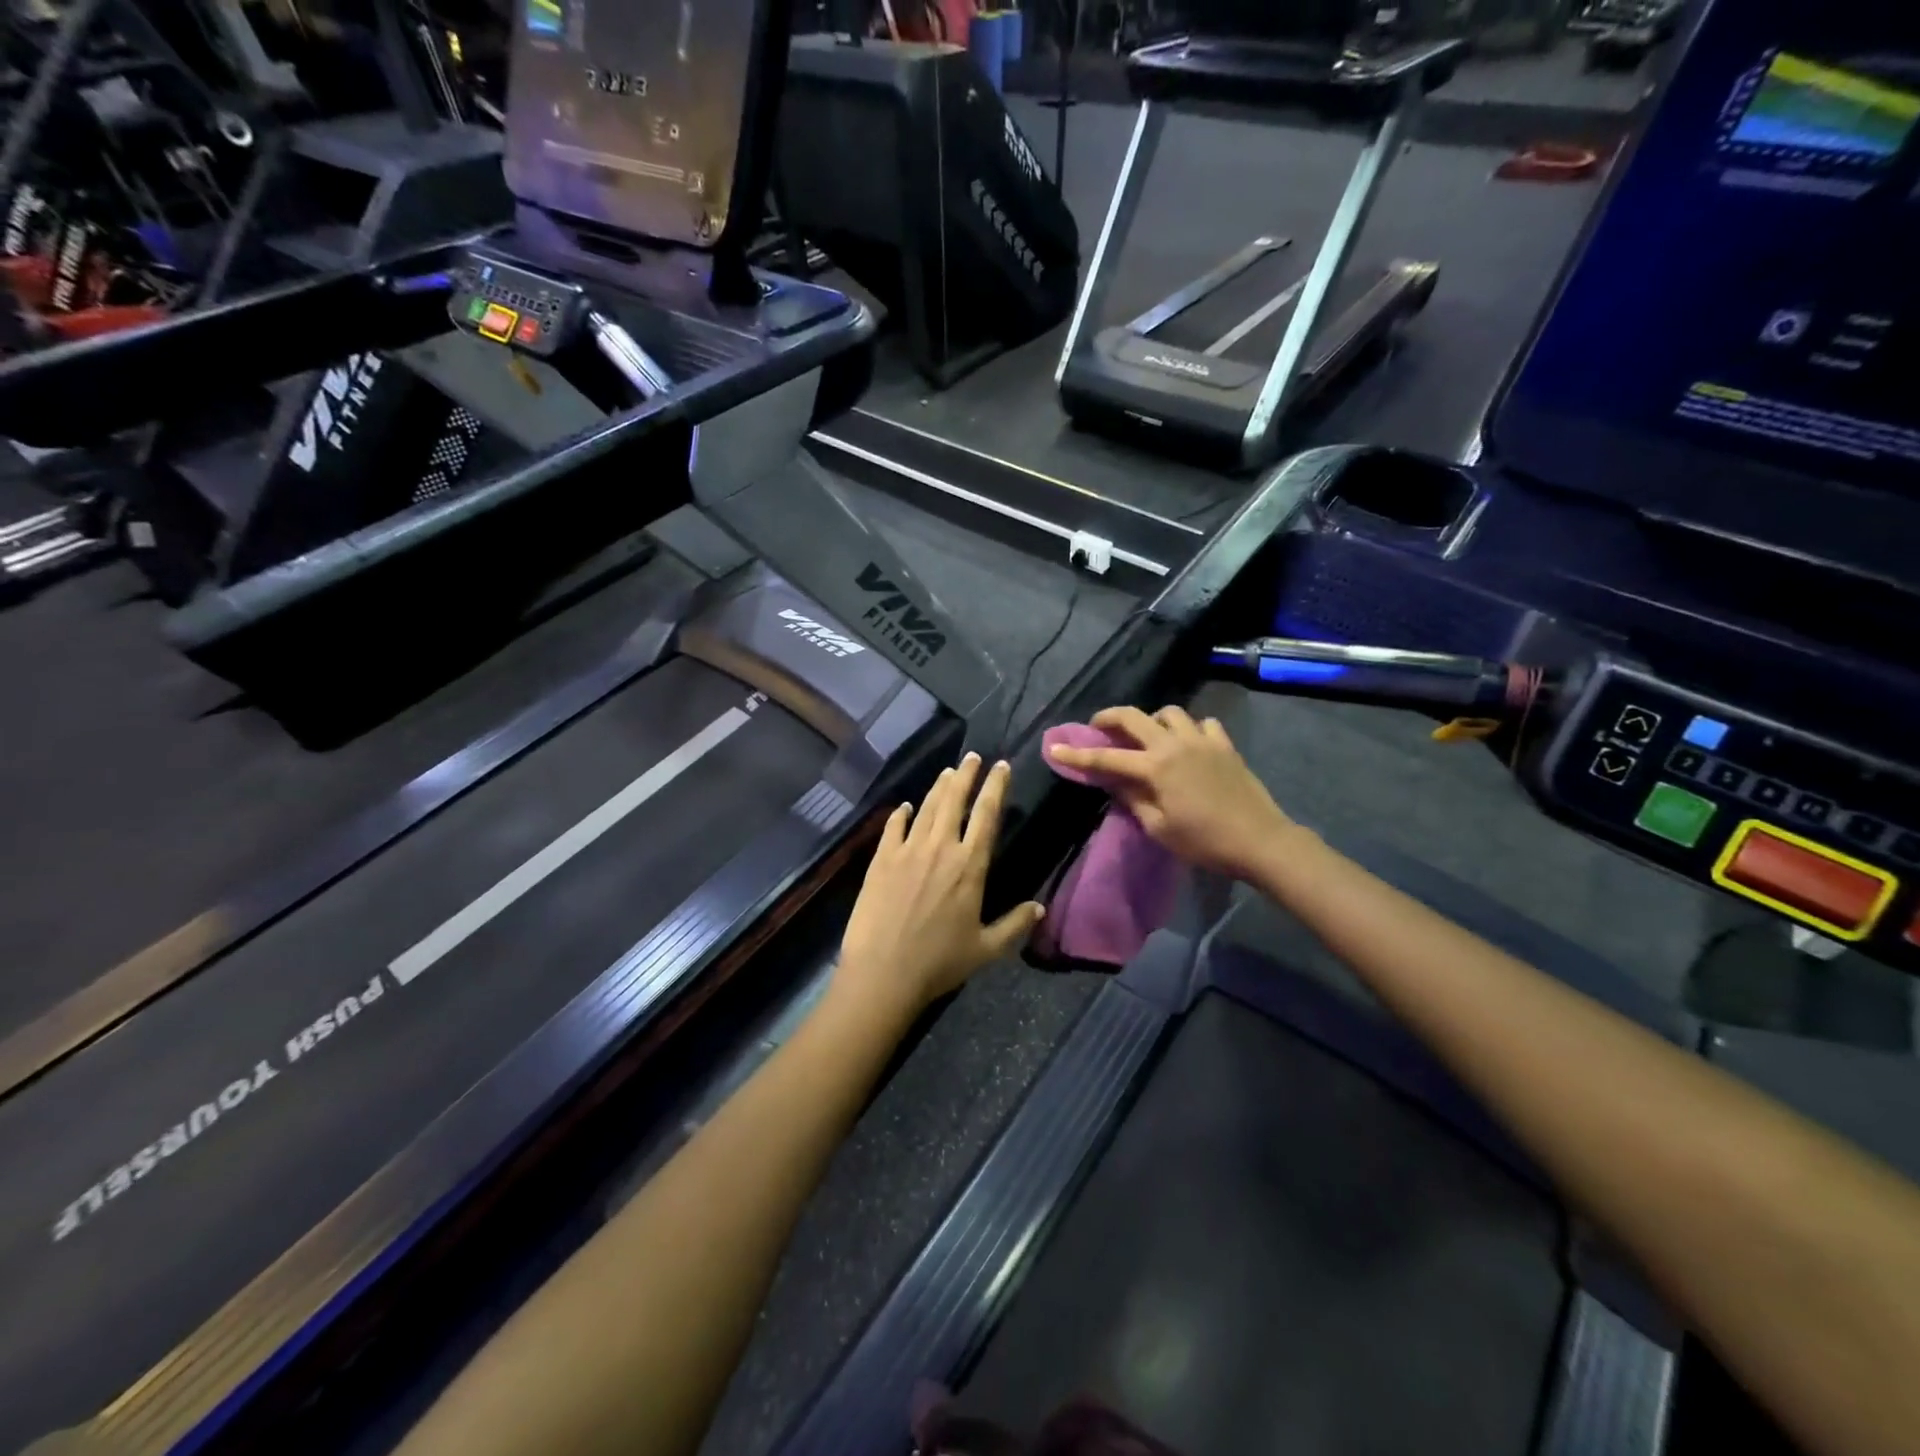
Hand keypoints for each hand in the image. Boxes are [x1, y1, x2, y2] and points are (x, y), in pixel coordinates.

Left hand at [835, 753, 1044, 1017]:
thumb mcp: (986, 949)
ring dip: (938, 787)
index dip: (996, 787)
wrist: (883, 973)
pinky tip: (904, 807)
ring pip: (926, 808)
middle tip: (972, 757)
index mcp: (970, 866)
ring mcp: (907, 850)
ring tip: (948, 772)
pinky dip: (900, 814)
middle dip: (966, 775)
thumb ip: (1015, 925)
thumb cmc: (939, 962)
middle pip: (955, 800)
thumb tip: (1039, 907)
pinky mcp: (880, 860)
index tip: (1001, 766)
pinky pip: (893, 827)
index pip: (987, 815)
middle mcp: (940, 848)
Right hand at [1046, 706, 1293, 879]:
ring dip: (1153, 720)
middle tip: (1098, 727)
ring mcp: (1203, 740)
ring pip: (1170, 713)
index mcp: (1155, 767)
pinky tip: (1190, 744)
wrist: (1260, 840)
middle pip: (1134, 717)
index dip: (1077, 755)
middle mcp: (1175, 744)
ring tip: (1149, 737)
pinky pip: (1203, 724)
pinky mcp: (1225, 745)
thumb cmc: (1205, 841)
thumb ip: (1133, 799)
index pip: (1106, 759)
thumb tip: (1115, 782)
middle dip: (1109, 717)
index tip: (1054, 749)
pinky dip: (1191, 729)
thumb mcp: (1159, 827)